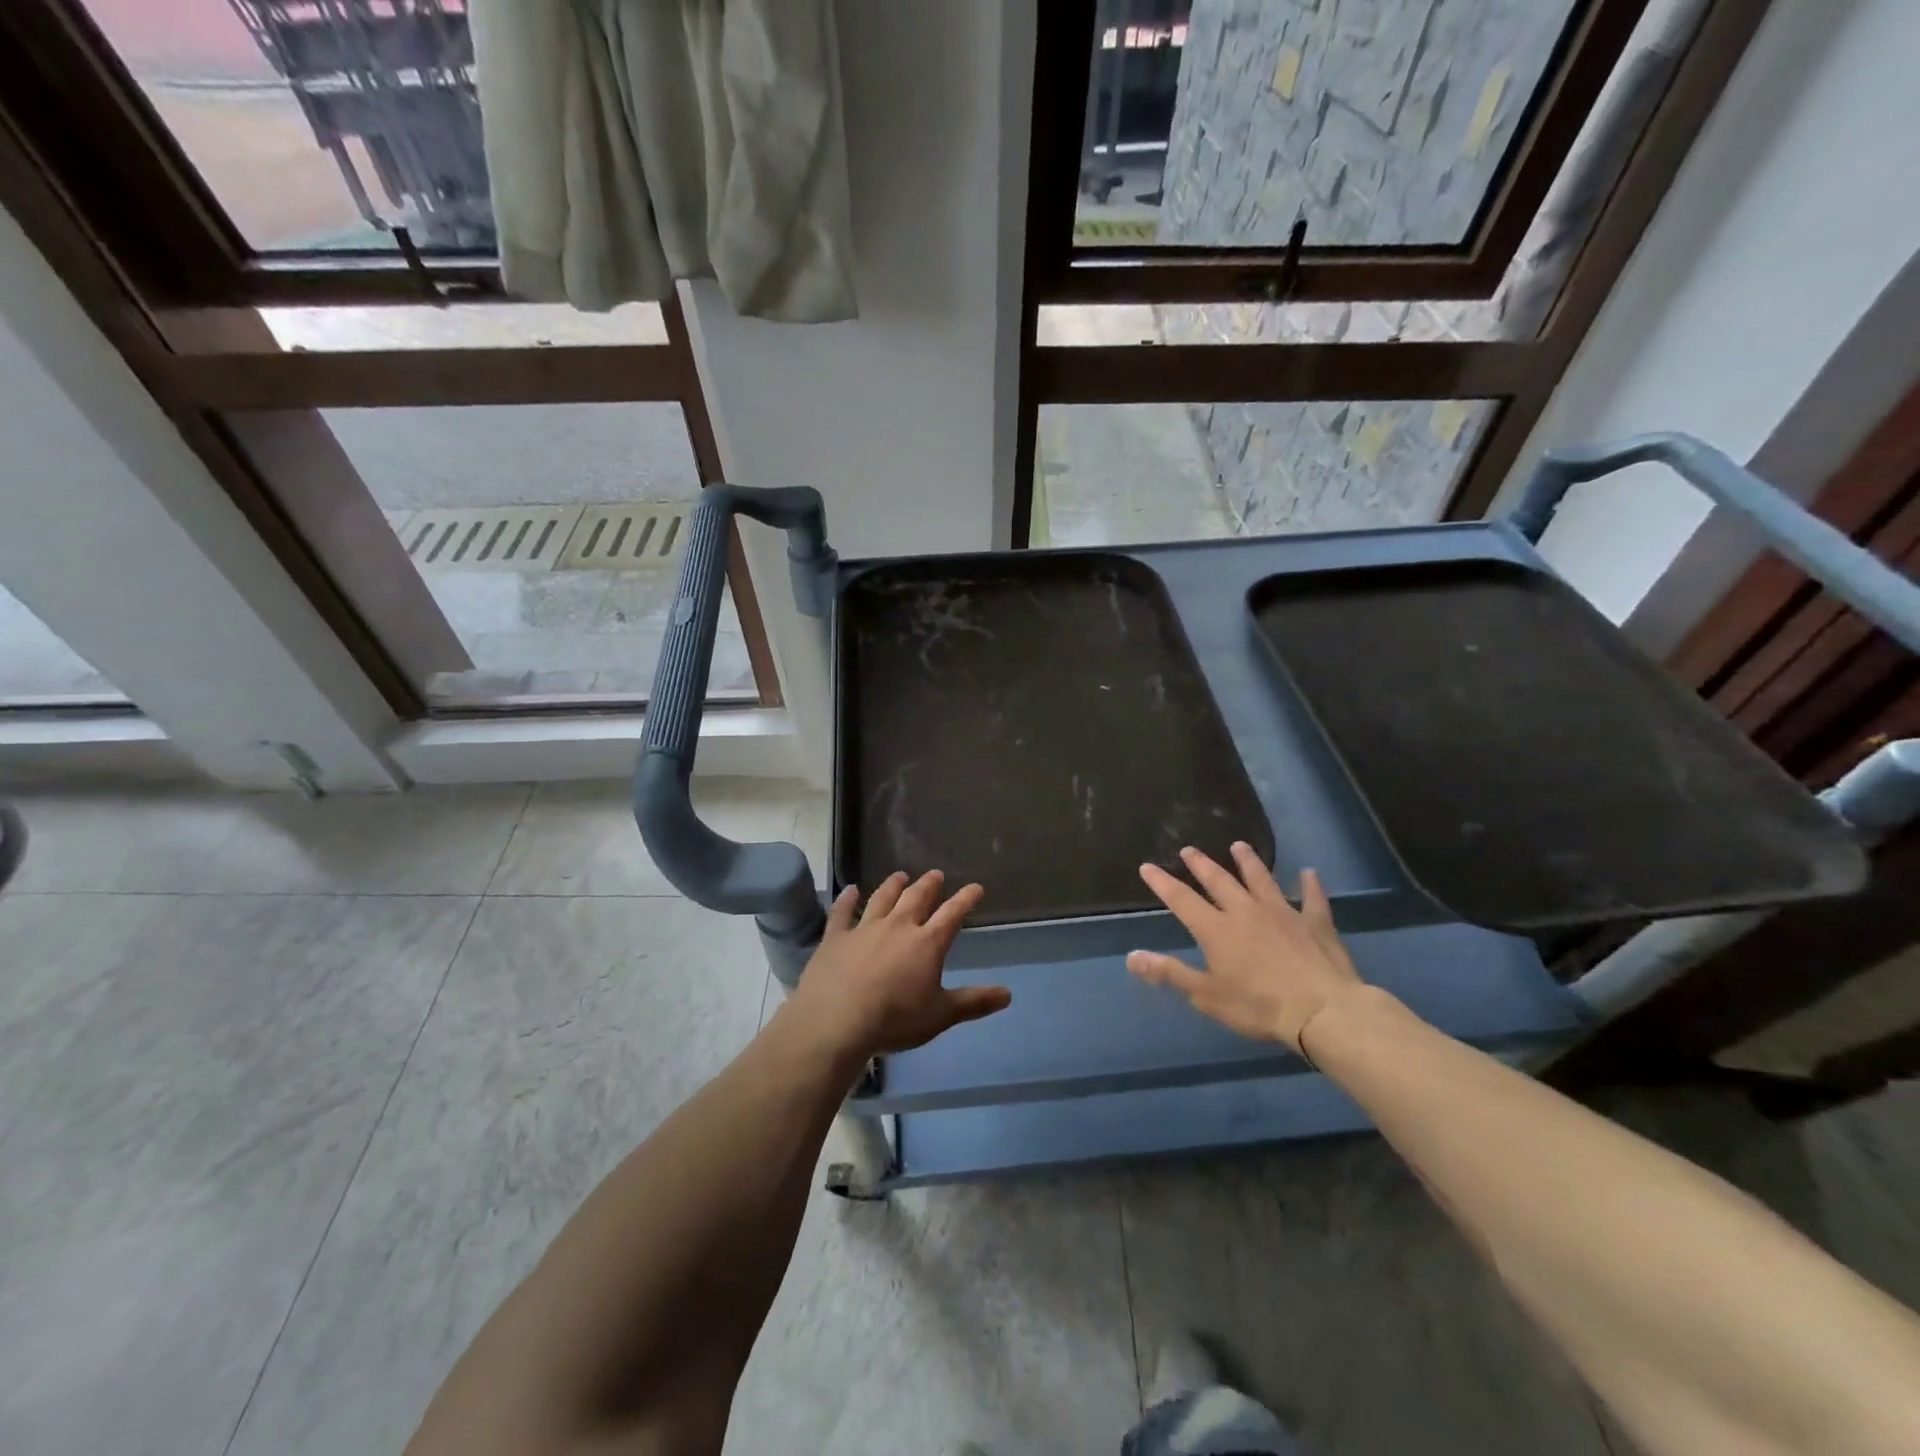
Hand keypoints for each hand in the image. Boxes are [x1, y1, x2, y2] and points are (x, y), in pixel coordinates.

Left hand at [784, 870, 1010, 1059]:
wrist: (837, 1021)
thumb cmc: (895, 1020)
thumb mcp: (941, 1015)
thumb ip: (974, 1002)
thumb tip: (1008, 994)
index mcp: (927, 943)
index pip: (952, 914)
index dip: (966, 899)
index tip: (975, 887)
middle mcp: (898, 926)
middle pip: (916, 898)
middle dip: (929, 885)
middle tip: (936, 874)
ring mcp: (864, 929)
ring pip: (882, 898)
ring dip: (893, 885)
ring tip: (900, 875)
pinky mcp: (835, 937)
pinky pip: (842, 912)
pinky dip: (846, 899)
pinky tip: (850, 889)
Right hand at [1127, 843, 1362, 1053]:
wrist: (1322, 1010)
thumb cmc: (1258, 1006)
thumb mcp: (1206, 995)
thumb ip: (1170, 973)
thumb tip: (1132, 957)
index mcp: (1216, 929)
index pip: (1181, 899)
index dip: (1162, 882)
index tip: (1147, 866)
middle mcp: (1245, 911)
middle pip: (1219, 881)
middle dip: (1201, 864)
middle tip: (1189, 850)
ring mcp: (1283, 913)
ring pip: (1261, 879)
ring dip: (1248, 862)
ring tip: (1238, 846)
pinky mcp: (1315, 923)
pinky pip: (1312, 898)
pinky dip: (1310, 885)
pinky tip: (1309, 873)